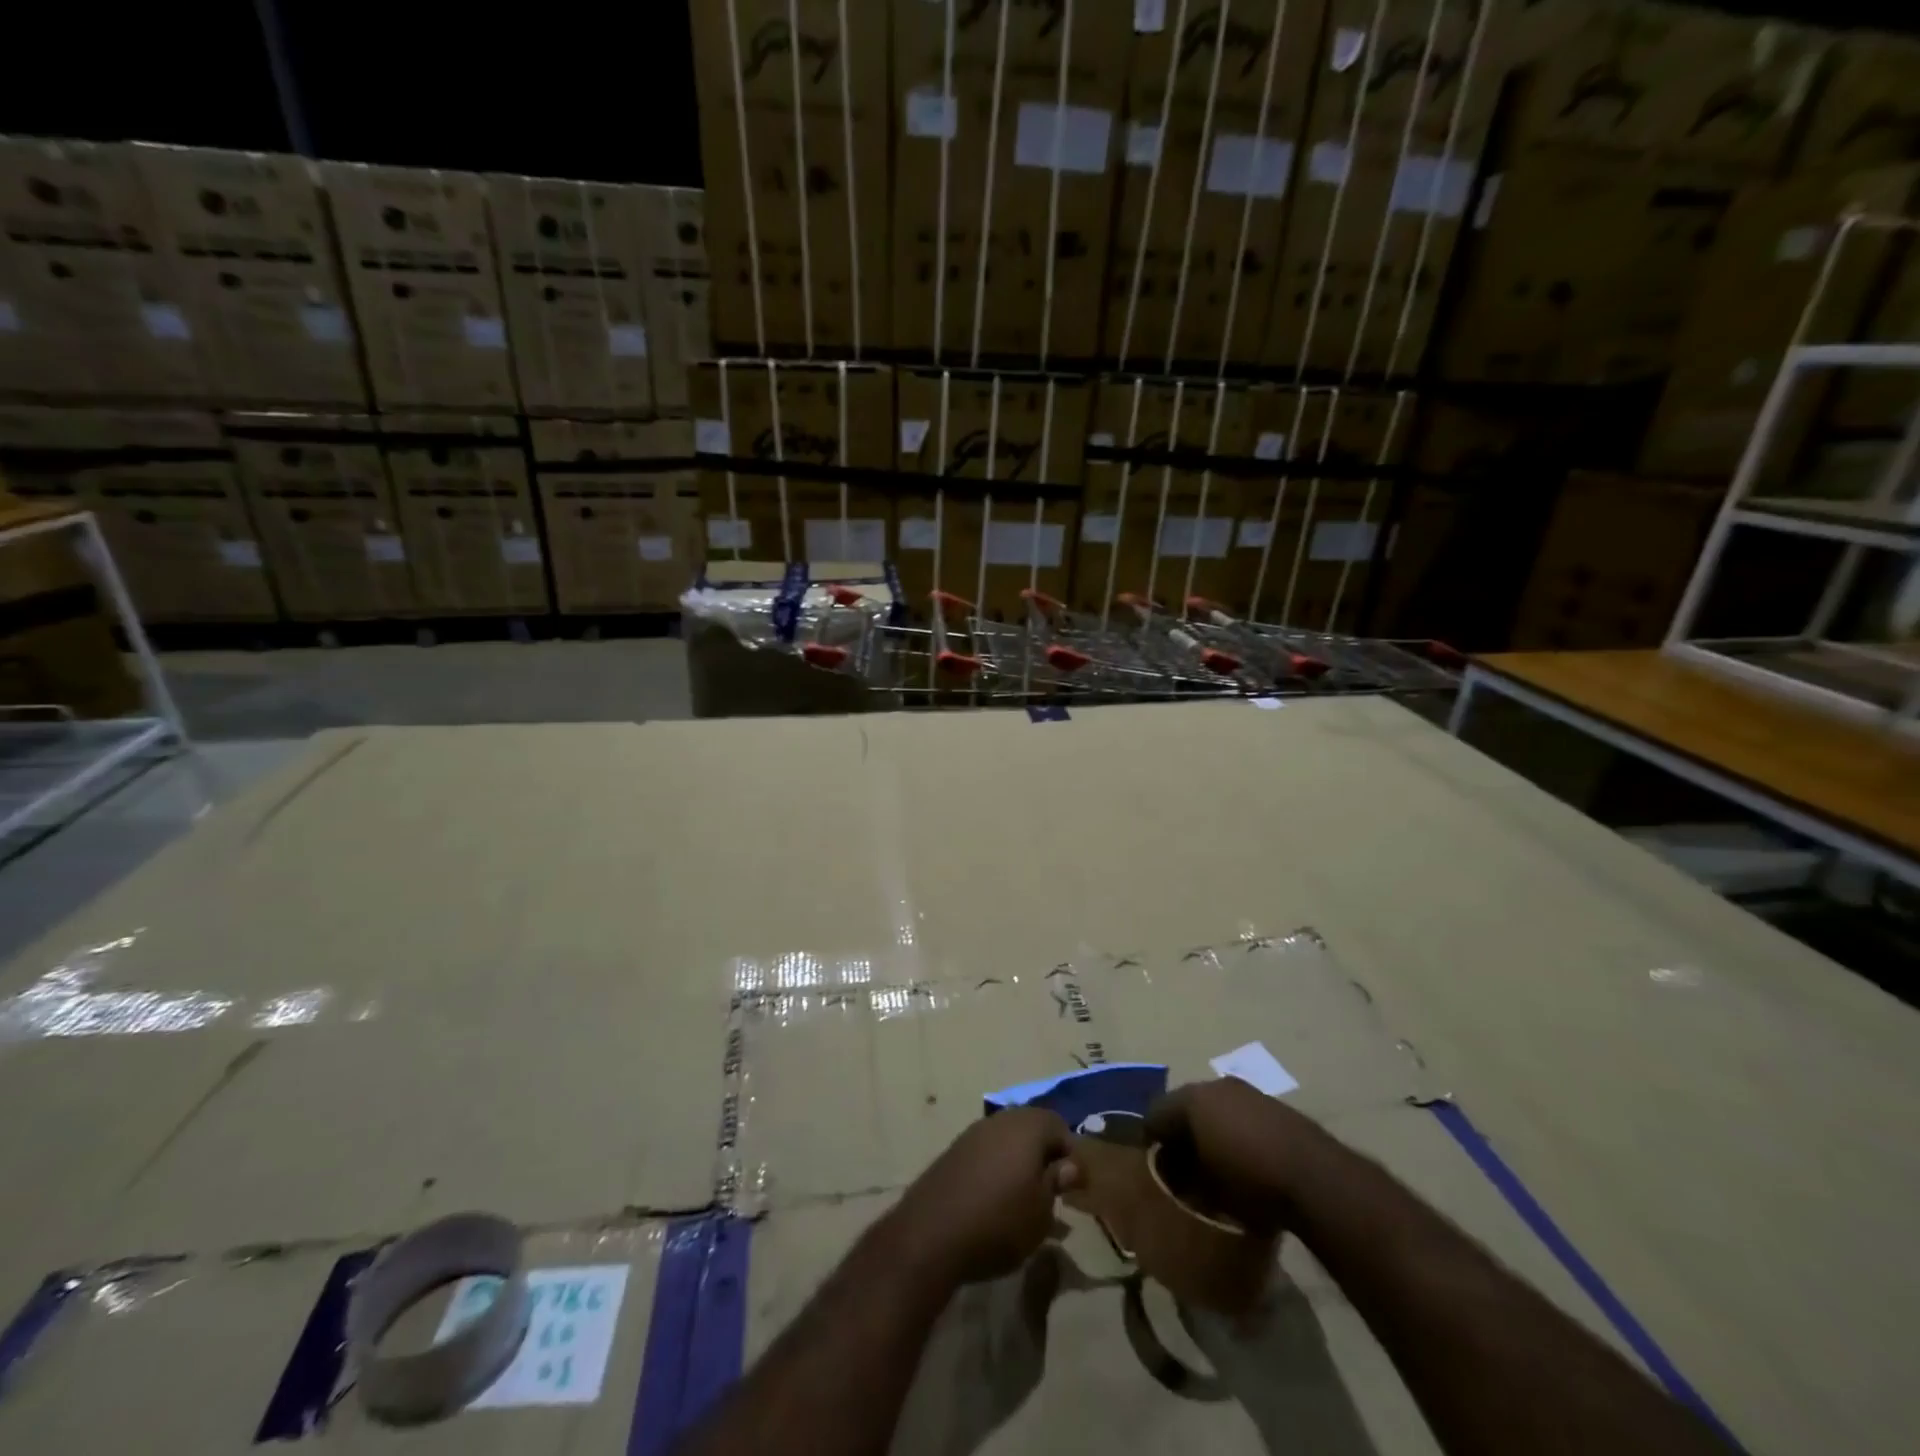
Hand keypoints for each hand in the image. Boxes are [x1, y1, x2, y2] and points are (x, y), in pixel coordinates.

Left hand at [888, 1108, 1078, 1285]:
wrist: (931, 1234)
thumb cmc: (999, 1221)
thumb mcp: (1041, 1211)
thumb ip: (1057, 1182)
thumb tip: (1069, 1164)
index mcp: (1027, 1126)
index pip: (1059, 1126)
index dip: (1070, 1154)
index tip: (1074, 1187)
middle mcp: (1000, 1120)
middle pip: (1032, 1129)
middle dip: (1045, 1156)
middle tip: (1053, 1192)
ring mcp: (973, 1133)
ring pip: (1008, 1140)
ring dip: (1020, 1163)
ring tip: (1027, 1201)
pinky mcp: (954, 1152)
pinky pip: (987, 1153)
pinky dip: (998, 1169)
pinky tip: (998, 1201)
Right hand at [1144, 1077, 1332, 1231]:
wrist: (1316, 1178)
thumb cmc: (1250, 1183)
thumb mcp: (1205, 1188)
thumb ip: (1180, 1174)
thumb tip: (1169, 1170)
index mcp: (1192, 1098)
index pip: (1155, 1113)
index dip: (1150, 1139)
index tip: (1152, 1164)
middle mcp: (1215, 1085)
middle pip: (1184, 1105)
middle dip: (1179, 1131)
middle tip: (1180, 1164)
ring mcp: (1247, 1092)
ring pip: (1214, 1107)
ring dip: (1208, 1129)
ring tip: (1212, 1163)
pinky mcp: (1273, 1105)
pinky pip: (1240, 1114)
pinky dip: (1233, 1131)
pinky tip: (1242, 1158)